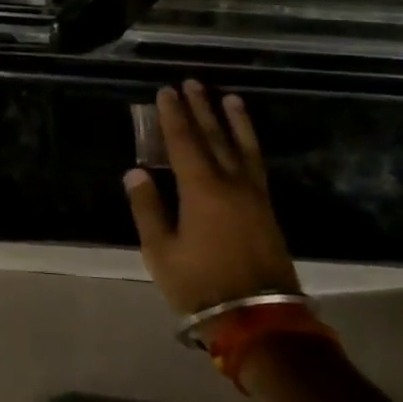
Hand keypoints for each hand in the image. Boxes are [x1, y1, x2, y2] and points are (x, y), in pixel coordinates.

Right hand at [123, 80, 300, 316]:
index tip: (166, 92)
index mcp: (202, 190)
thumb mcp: (160, 250)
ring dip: (233, 121)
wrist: (257, 317)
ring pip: (243, 147)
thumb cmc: (200, 284)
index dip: (173, 116)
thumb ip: (147, 208)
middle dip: (202, 109)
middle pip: (215, 138)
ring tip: (228, 97)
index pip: (184, 142)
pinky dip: (250, 143)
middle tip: (193, 83)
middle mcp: (231, 184)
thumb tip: (136, 172)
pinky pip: (256, 163)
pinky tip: (246, 139)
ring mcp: (254, 196)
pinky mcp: (266, 209)